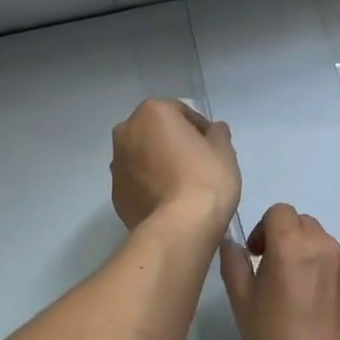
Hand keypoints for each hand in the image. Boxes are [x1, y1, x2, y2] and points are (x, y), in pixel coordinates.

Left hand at [110, 98, 240, 237]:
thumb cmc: (205, 179)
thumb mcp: (224, 151)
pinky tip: (168, 201)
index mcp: (152, 112)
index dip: (200, 129)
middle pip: (155, 132)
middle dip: (173, 143)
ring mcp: (116, 164)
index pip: (181, 112)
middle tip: (196, 164)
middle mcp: (126, 132)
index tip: (212, 148)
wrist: (180, 227)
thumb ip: (217, 133)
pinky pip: (137, 182)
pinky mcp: (115, 194)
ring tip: (181, 185)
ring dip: (158, 164)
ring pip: (142, 157)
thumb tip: (213, 130)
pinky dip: (149, 186)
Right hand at [220, 204, 339, 339]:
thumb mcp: (242, 302)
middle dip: (288, 240)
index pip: (279, 212)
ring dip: (312, 259)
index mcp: (292, 244)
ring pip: (326, 247)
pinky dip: (332, 279)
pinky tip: (324, 312)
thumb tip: (232, 242)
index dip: (265, 229)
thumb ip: (234, 263)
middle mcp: (326, 246)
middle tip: (277, 274)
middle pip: (304, 225)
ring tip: (303, 297)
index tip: (258, 255)